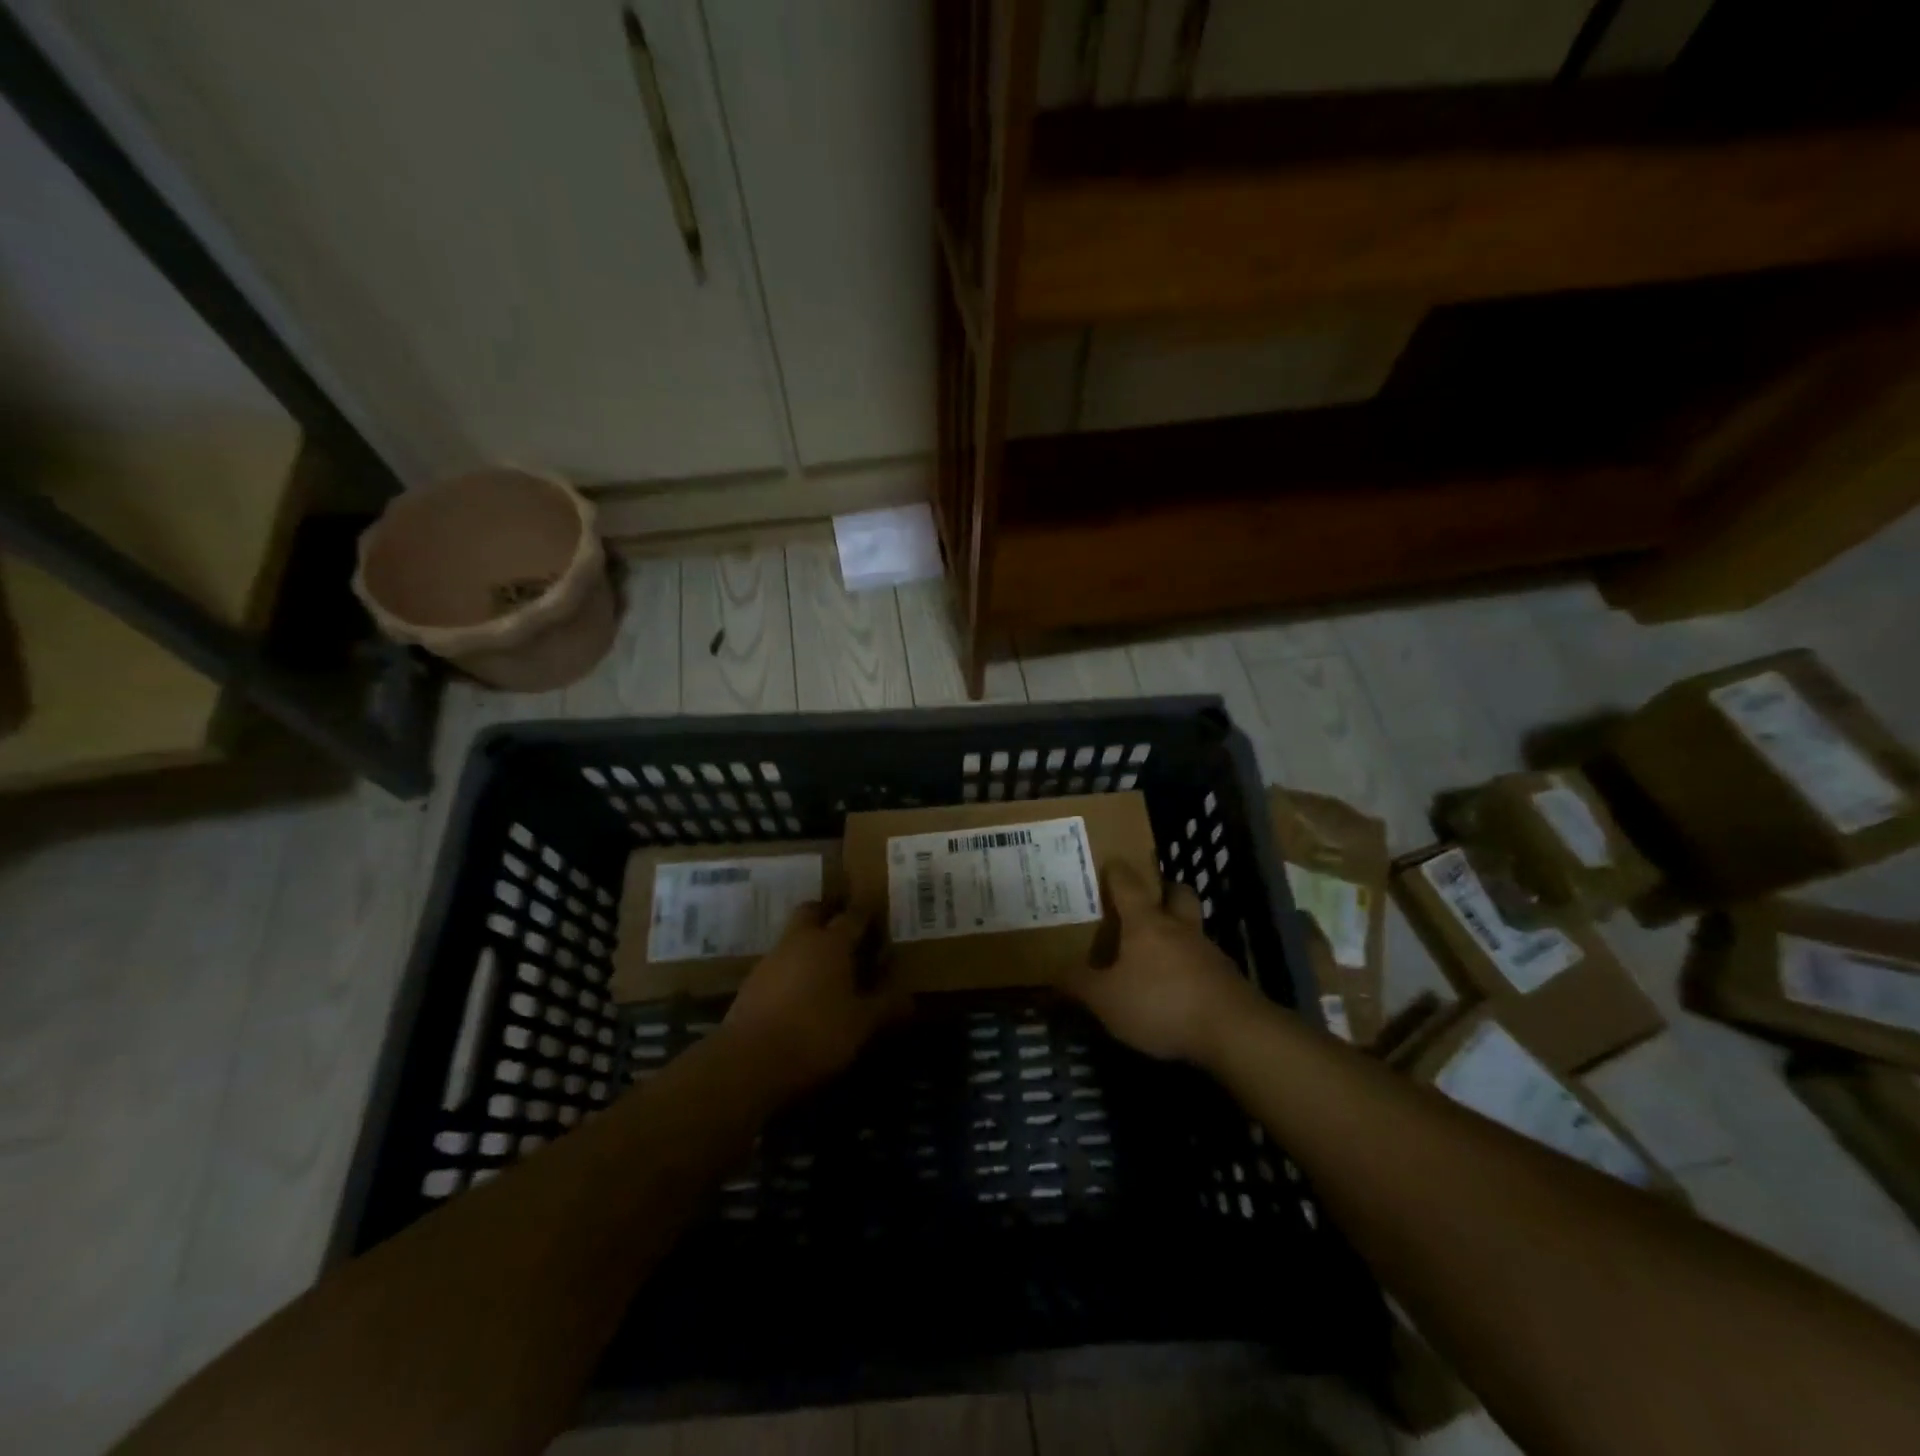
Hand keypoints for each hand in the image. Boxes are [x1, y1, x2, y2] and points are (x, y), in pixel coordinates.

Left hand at [723, 902, 909, 1097]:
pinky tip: (802, 994)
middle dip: (829, 915)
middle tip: (847, 933)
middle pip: (813, 912)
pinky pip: (779, 964)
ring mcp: (771, 960)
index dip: (867, 914)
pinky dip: (793, 970)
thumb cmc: (815, 1034)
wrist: (748, 1063)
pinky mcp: (751, 984)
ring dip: (809, 944)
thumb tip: (909, 998)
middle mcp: (799, 941)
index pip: (853, 915)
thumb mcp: (861, 1025)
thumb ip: (885, 1007)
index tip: (879, 914)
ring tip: (828, 968)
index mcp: (831, 942)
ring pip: (793, 938)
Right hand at [1064, 862, 1260, 1065]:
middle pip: (1177, 894)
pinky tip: (1178, 986)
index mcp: (1146, 923)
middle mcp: (1179, 928)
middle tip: (1148, 899)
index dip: (1117, 872)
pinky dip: (1191, 966)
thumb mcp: (1106, 1000)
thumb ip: (1079, 985)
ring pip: (1193, 927)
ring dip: (1179, 931)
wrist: (1232, 1031)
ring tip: (1158, 951)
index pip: (1128, 885)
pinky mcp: (1226, 978)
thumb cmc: (1161, 1003)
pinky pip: (1204, 961)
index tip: (1109, 863)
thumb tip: (1052, 974)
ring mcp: (1207, 952)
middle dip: (1164, 890)